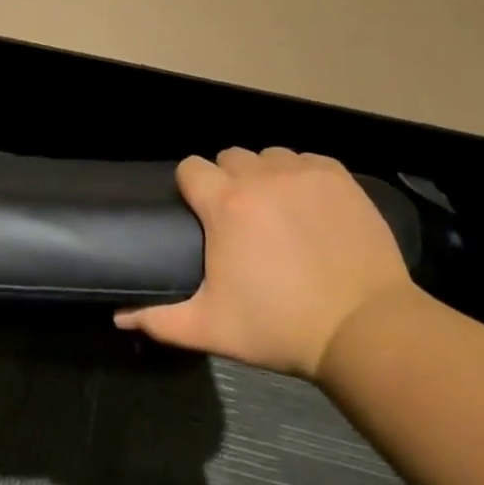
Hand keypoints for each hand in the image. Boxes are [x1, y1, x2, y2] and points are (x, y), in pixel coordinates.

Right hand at [116, 148, 415, 377]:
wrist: (364, 328)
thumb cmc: (280, 327)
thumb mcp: (213, 328)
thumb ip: (161, 319)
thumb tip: (119, 317)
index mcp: (224, 204)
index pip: (190, 167)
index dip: (191, 187)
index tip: (201, 213)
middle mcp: (259, 176)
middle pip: (229, 157)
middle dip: (228, 181)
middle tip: (241, 219)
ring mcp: (301, 172)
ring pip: (269, 156)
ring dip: (265, 176)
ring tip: (277, 211)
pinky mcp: (337, 176)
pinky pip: (306, 160)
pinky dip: (302, 176)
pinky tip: (310, 206)